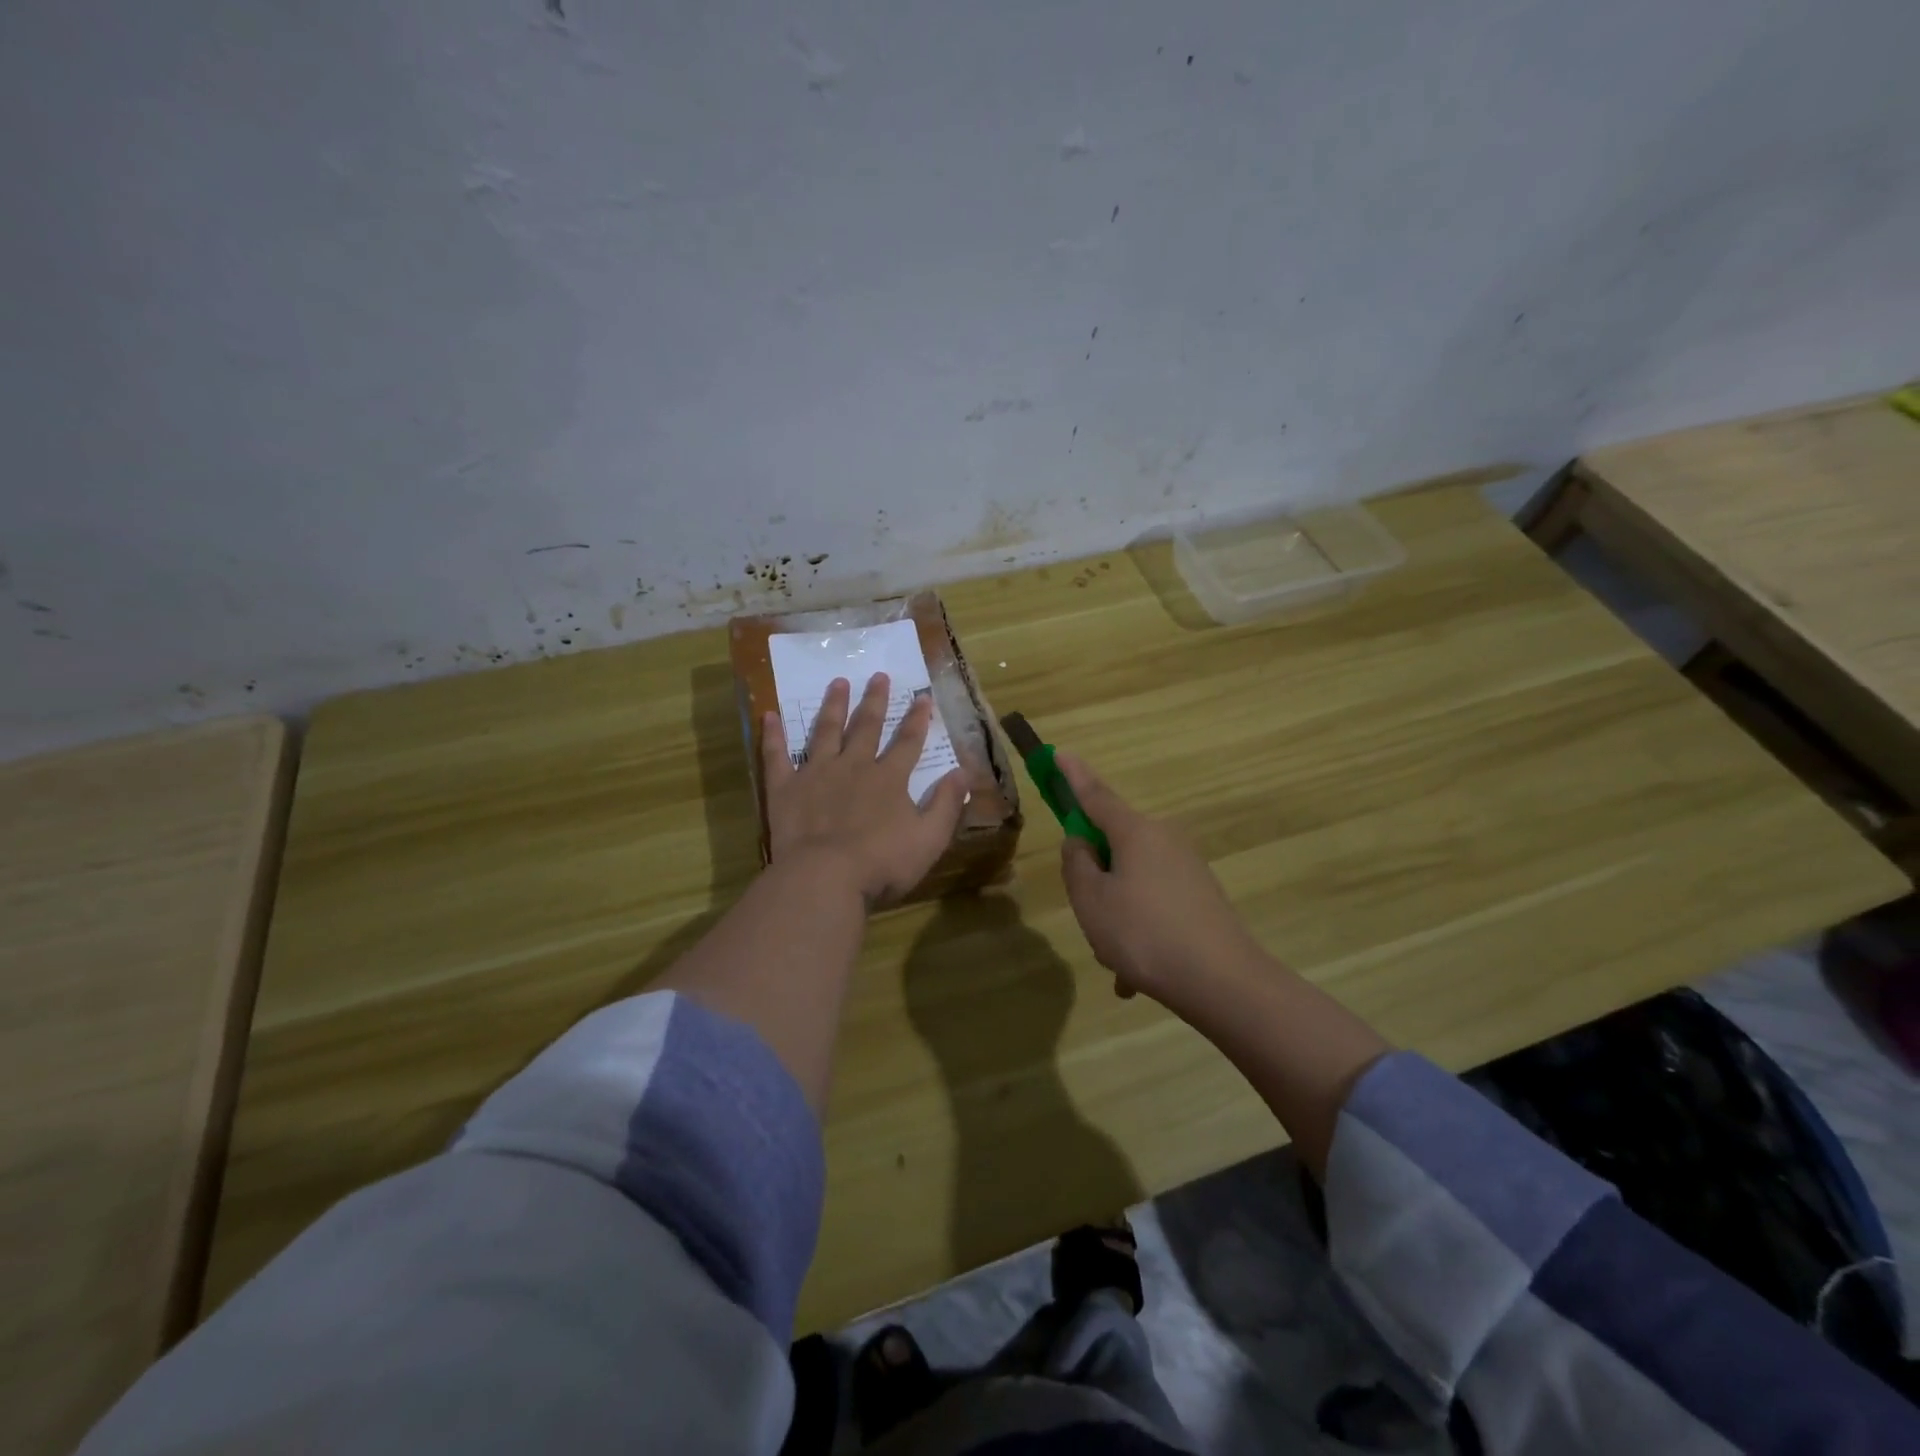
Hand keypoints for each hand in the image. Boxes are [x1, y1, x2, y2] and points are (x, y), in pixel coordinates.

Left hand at [762, 672, 969, 906]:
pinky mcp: (785, 788)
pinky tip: (769, 715)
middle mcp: (854, 766)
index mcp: (889, 779)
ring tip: (838, 682)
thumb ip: (947, 804)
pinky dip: (773, 735)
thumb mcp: (929, 838)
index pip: (908, 742)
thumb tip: (964, 772)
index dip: (917, 719)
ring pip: (826, 731)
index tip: (922, 696)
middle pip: (867, 727)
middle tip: (878, 675)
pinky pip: (777, 756)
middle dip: (875, 701)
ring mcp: (817, 773)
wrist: (825, 877)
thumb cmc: (882, 863)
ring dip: (833, 706)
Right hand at [1057, 752, 1265, 1012]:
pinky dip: (1140, 932)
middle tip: (1090, 919)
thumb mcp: (1092, 901)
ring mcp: (1187, 867)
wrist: (1224, 981)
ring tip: (1117, 963)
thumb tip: (1081, 843)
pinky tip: (1135, 979)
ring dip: (1117, 915)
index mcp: (1135, 832)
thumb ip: (1076, 864)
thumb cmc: (1144, 934)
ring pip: (1133, 883)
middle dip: (1096, 880)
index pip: (1095, 795)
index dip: (1073, 776)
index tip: (1059, 753)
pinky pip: (1155, 906)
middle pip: (1114, 846)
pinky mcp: (1201, 896)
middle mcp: (1164, 839)